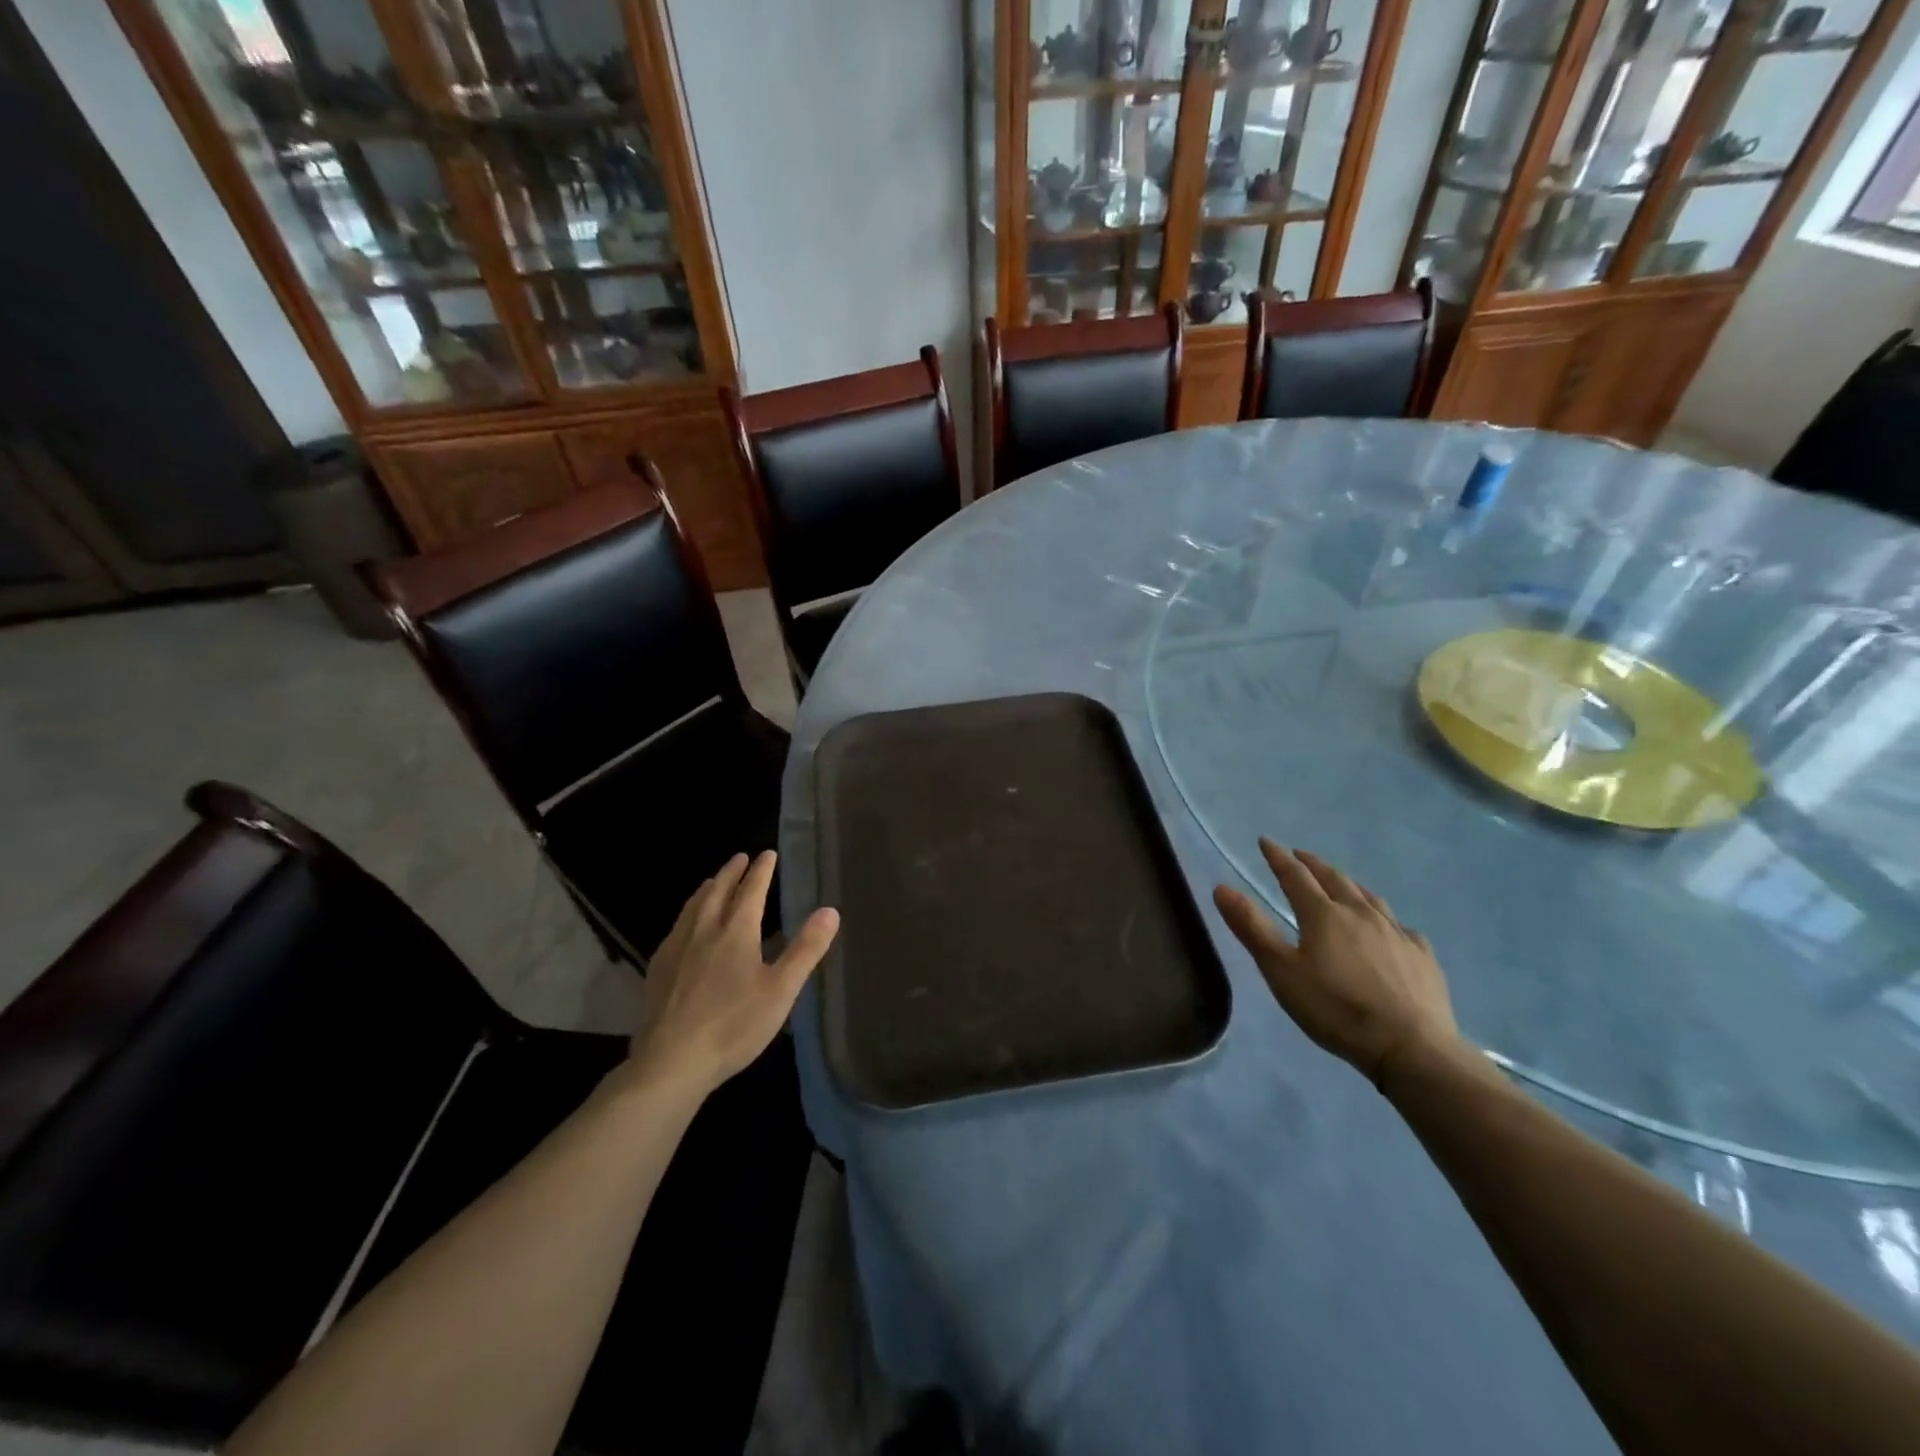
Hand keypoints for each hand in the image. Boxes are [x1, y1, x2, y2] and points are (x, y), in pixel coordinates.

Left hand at [628, 851, 839, 1095]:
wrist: (672, 1061)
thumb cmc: (734, 1025)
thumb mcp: (781, 990)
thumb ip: (806, 949)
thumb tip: (830, 910)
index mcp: (736, 932)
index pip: (751, 891)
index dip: (761, 871)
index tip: (768, 853)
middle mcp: (704, 931)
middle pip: (718, 892)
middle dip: (732, 872)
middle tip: (740, 857)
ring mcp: (677, 949)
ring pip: (693, 907)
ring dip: (708, 889)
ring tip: (712, 881)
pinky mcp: (659, 970)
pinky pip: (676, 927)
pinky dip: (687, 913)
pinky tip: (684, 926)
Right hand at [1214, 840, 1461, 1086]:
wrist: (1411, 1047)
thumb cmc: (1335, 1009)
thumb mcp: (1281, 971)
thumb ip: (1252, 928)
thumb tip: (1222, 887)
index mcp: (1323, 914)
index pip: (1294, 876)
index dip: (1277, 857)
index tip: (1265, 841)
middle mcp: (1360, 913)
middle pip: (1334, 879)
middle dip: (1313, 864)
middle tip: (1300, 855)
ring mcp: (1396, 933)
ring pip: (1369, 898)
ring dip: (1349, 885)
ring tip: (1341, 883)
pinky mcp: (1422, 956)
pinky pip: (1402, 927)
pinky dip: (1387, 919)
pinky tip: (1389, 929)